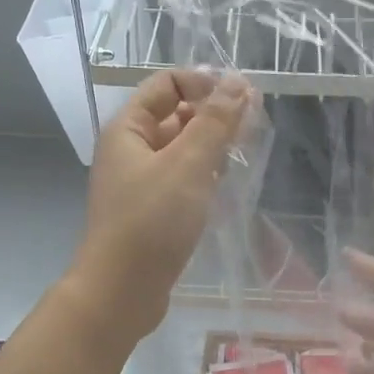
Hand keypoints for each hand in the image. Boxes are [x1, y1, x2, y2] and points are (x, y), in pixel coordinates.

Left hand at [68, 69, 250, 342]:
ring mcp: (141, 182)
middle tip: (253, 127)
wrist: (121, 292)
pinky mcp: (153, 211)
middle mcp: (130, 150)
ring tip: (245, 154)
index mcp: (128, 129)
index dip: (203, 83)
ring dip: (211, 146)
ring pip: (181, 149)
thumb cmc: (151, 222)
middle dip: (213, 114)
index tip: (242, 98)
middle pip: (175, 115)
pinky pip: (182, 180)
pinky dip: (204, 176)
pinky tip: (226, 185)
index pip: (166, 84)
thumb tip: (237, 81)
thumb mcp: (188, 165)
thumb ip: (215, 122)